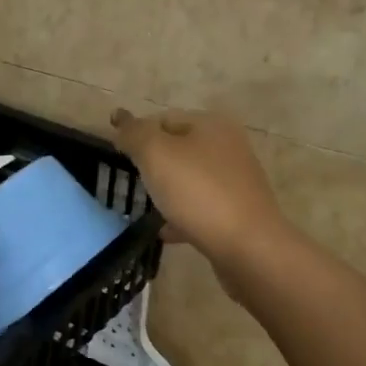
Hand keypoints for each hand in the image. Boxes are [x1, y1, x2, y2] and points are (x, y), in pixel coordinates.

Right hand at [109, 109, 288, 270]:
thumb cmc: (199, 193)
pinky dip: (181, 216)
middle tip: (131, 182)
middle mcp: (228, 147)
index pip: (164, 119)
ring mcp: (235, 181)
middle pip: (178, 149)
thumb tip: (120, 118)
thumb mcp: (156, 154)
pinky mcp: (237, 212)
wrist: (248, 246)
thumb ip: (135, 134)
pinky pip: (200, 208)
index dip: (138, 134)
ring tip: (145, 208)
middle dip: (153, 164)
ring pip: (189, 180)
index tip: (117, 156)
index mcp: (211, 125)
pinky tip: (165, 231)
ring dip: (167, 191)